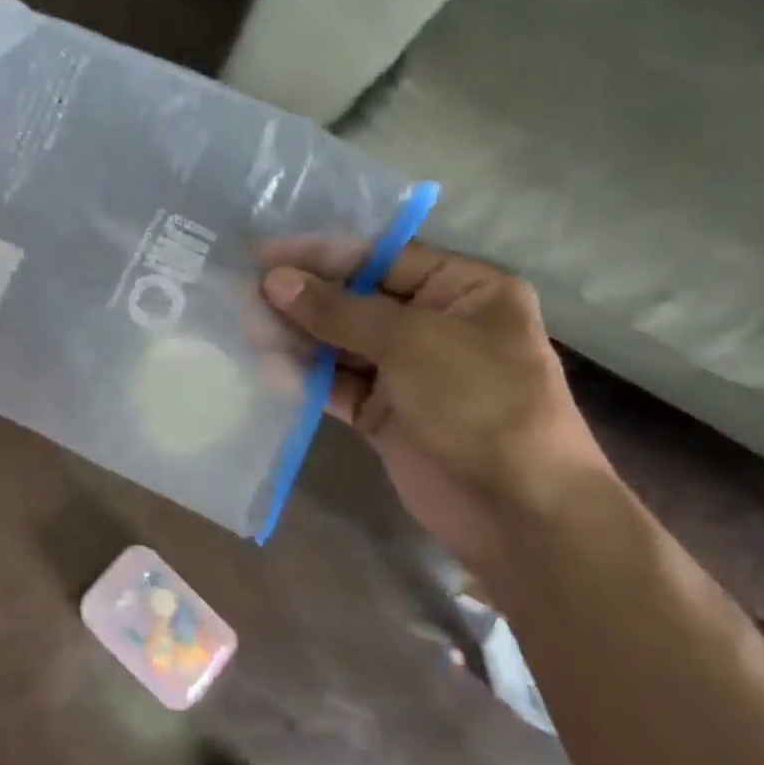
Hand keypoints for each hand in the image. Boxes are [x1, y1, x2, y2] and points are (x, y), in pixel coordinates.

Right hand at [261, 243, 610, 575]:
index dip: (321, 254)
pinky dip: (305, 376)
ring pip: (339, 341)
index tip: (264, 252)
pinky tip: (267, 367)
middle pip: (355, 298)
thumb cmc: (479, 403)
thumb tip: (274, 280)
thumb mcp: (411, 342)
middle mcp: (434, 323)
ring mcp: (408, 370)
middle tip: (244, 291)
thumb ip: (338, 310)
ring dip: (296, 335)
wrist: (519, 512)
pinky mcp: (384, 411)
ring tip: (245, 326)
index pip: (381, 257)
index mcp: (463, 290)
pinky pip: (336, 383)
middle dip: (302, 296)